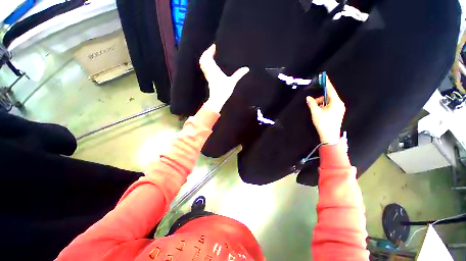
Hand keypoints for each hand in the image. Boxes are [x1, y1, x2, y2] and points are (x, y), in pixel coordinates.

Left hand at [200, 44, 249, 111]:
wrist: (216, 100)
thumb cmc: (224, 91)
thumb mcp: (232, 82)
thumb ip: (239, 74)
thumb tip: (247, 68)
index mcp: (214, 70)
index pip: (209, 57)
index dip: (211, 50)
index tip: (215, 46)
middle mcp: (209, 71)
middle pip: (203, 59)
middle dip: (207, 52)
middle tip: (212, 49)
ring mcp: (207, 75)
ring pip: (202, 63)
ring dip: (205, 57)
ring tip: (210, 54)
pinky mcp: (208, 79)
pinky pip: (204, 68)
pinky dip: (205, 63)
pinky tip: (210, 64)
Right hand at [306, 76, 345, 143]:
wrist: (330, 136)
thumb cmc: (323, 123)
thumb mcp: (315, 113)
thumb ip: (312, 103)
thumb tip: (308, 98)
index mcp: (336, 102)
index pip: (331, 90)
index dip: (327, 83)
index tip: (324, 76)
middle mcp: (339, 104)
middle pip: (329, 96)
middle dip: (320, 98)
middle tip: (312, 103)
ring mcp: (339, 109)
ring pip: (329, 101)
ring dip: (321, 103)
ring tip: (315, 110)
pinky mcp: (337, 113)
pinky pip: (330, 106)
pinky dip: (324, 106)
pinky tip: (319, 112)